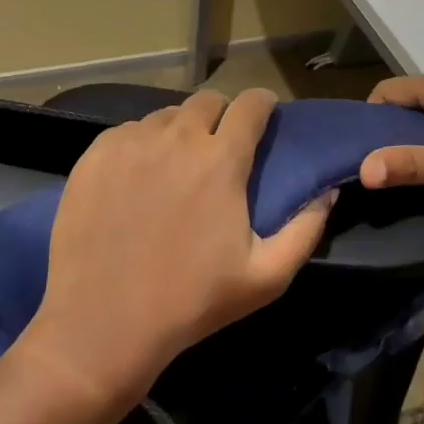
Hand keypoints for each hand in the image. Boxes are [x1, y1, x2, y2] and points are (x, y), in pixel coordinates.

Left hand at [25, 87, 334, 405]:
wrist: (103, 323)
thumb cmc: (191, 301)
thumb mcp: (266, 277)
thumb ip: (306, 229)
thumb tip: (327, 192)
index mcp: (221, 159)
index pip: (251, 104)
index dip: (262, 105)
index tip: (264, 116)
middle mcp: (177, 137)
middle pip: (207, 101)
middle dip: (221, 115)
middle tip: (219, 146)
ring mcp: (131, 142)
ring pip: (166, 115)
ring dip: (180, 130)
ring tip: (176, 164)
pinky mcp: (96, 154)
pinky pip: (128, 131)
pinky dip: (141, 143)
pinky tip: (137, 177)